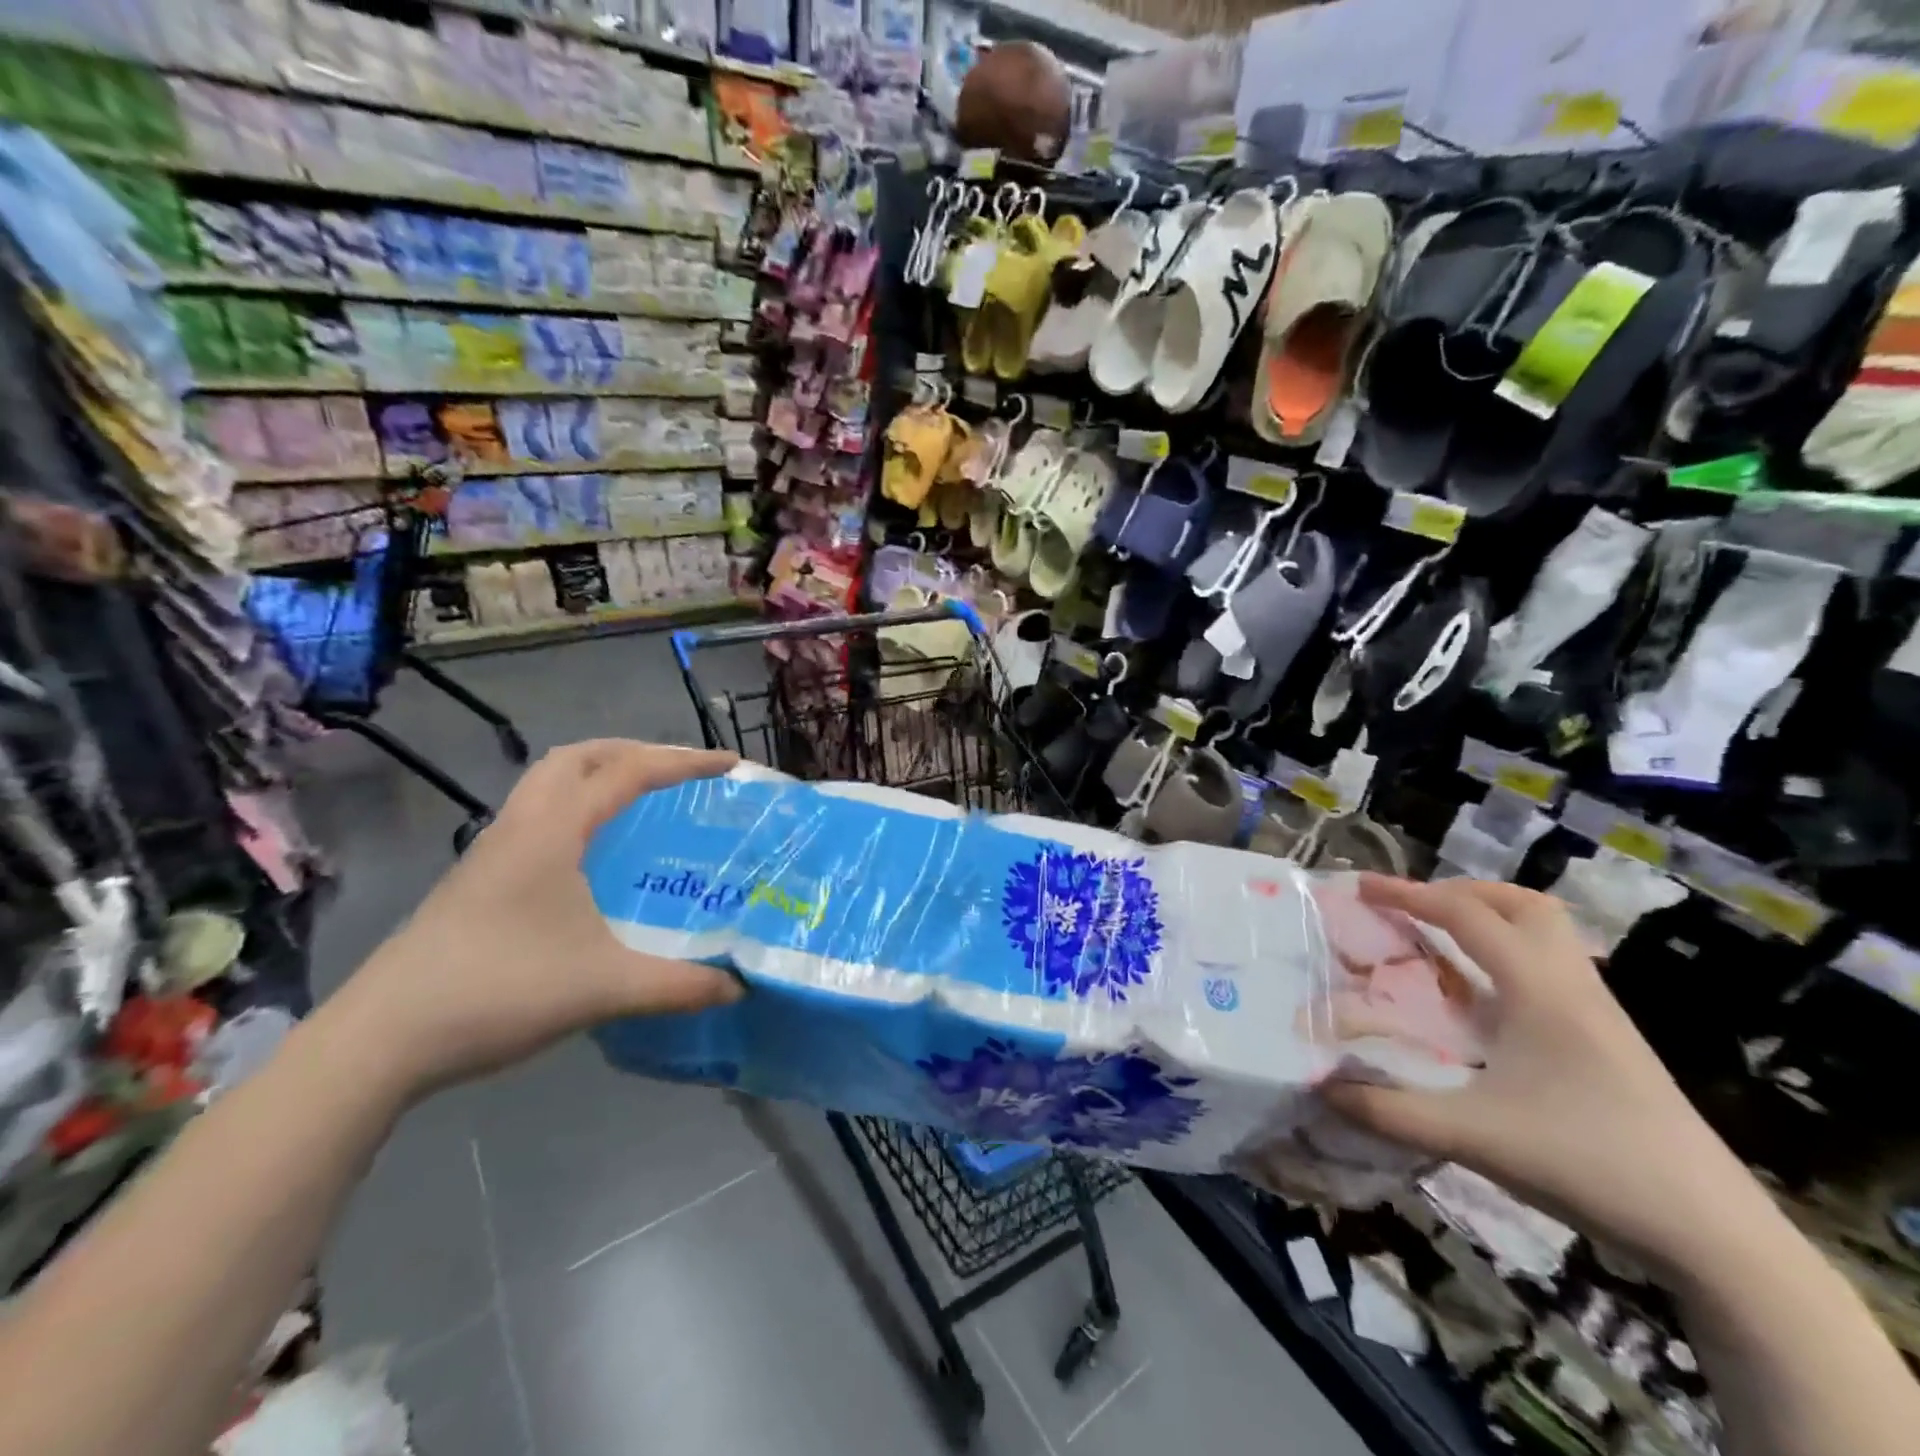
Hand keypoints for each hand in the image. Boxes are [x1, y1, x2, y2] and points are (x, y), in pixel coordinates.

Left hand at [330, 739, 743, 1099]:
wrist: (380, 1041)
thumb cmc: (498, 992)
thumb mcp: (604, 988)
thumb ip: (678, 985)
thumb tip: (738, 987)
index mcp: (553, 832)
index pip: (628, 773)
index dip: (683, 762)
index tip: (729, 764)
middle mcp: (520, 827)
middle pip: (578, 758)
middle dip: (635, 751)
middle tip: (679, 770)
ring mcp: (491, 852)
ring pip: (548, 784)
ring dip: (598, 774)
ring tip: (641, 798)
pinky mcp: (477, 880)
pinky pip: (535, 815)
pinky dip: (575, 807)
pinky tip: (592, 852)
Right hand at [1324, 875, 1762, 1276]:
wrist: (1716, 1236)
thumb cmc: (1589, 1165)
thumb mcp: (1474, 1138)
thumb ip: (1388, 1111)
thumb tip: (1320, 1087)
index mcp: (1538, 990)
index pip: (1465, 915)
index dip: (1408, 894)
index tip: (1360, 887)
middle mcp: (1572, 986)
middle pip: (1521, 905)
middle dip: (1460, 893)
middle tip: (1413, 909)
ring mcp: (1600, 1013)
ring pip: (1547, 933)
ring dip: (1491, 920)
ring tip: (1443, 941)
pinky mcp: (1613, 1041)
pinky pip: (1555, 968)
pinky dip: (1511, 956)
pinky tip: (1486, 999)